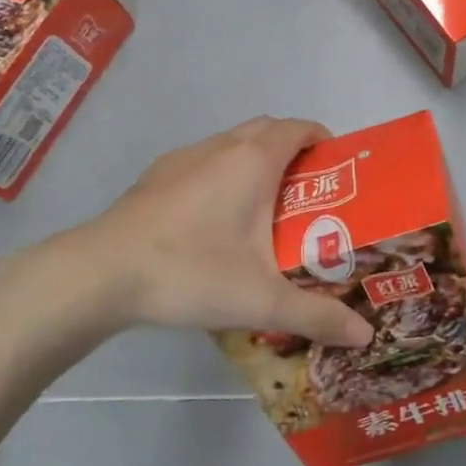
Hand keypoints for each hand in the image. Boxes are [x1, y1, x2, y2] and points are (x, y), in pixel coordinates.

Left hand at [43, 118, 375, 349]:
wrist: (99, 275)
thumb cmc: (191, 272)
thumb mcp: (262, 300)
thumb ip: (317, 316)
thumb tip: (366, 337)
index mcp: (253, 161)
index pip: (300, 128)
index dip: (324, 141)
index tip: (338, 171)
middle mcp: (221, 147)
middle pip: (268, 131)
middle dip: (294, 152)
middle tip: (309, 195)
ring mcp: (183, 159)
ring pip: (233, 145)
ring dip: (256, 163)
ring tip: (265, 211)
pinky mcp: (155, 176)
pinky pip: (204, 162)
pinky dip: (223, 176)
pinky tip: (214, 223)